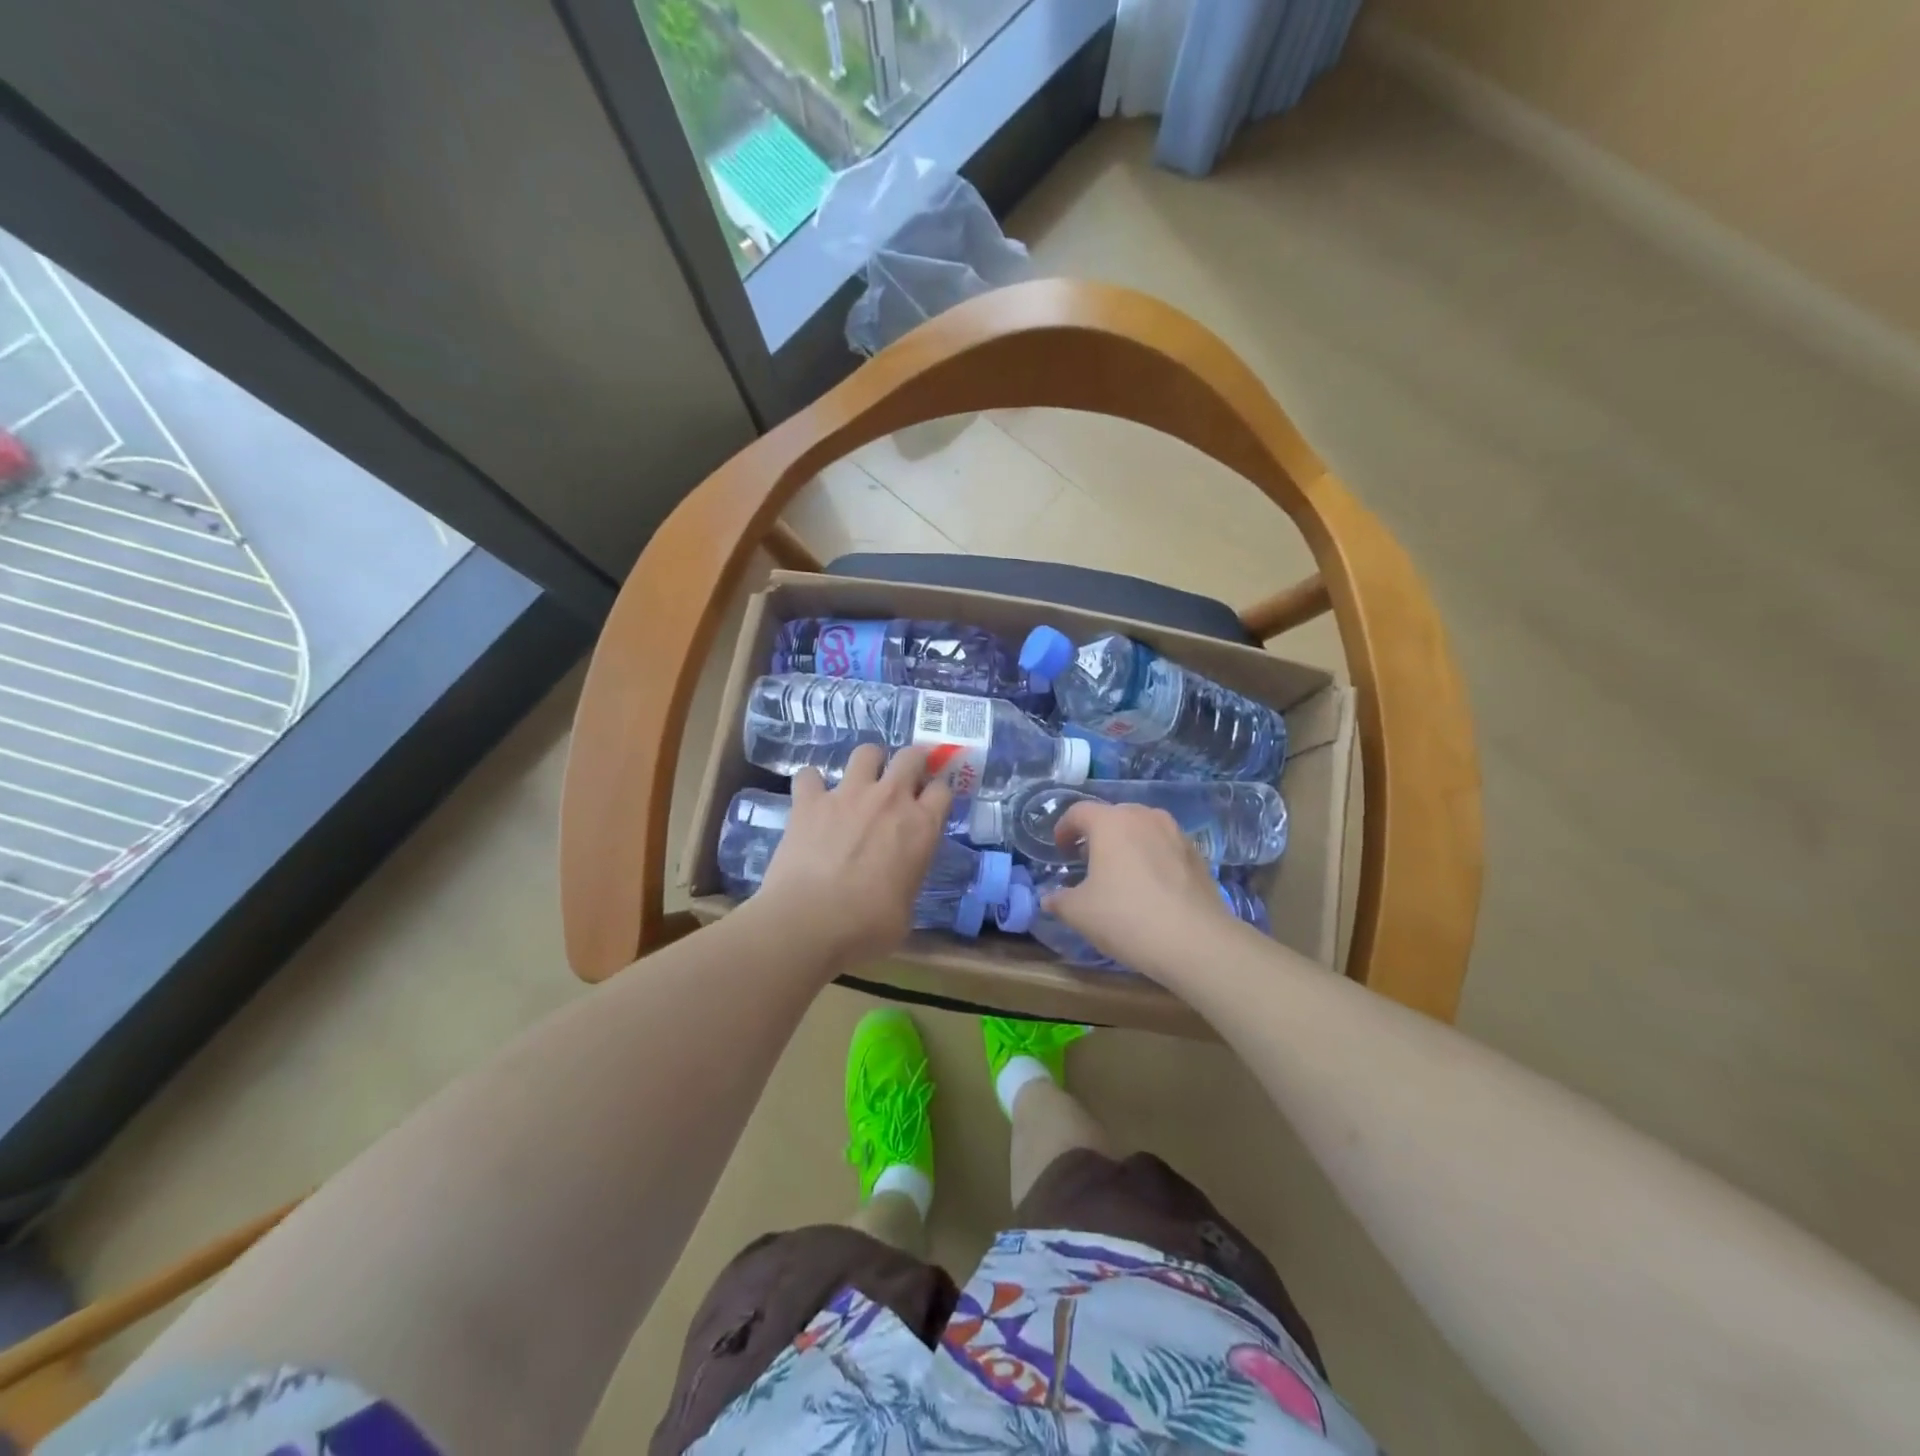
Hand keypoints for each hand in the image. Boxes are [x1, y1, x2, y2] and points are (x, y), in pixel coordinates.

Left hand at [748, 743, 953, 970]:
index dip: (939, 792)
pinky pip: (810, 775)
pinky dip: (811, 784)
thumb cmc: (866, 928)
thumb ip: (907, 883)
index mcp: (921, 827)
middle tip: (904, 780)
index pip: (944, 789)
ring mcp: (848, 795)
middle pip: (911, 756)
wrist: (809, 923)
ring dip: (868, 763)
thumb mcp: (905, 913)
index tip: (932, 802)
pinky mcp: (809, 801)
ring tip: (861, 781)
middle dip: (912, 762)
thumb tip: (898, 884)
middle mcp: (890, 800)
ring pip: (866, 752)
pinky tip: (811, 799)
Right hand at [1045, 802, 1235, 977]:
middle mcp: (1144, 817)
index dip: (1064, 828)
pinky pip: (1165, 846)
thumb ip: (1059, 900)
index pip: (1079, 812)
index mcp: (1111, 822)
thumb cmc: (1126, 917)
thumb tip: (1049, 899)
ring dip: (1127, 843)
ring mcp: (1176, 833)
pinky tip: (1151, 886)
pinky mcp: (1197, 854)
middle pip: (1113, 816)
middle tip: (1088, 861)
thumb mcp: (1079, 913)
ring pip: (1143, 829)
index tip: (1060, 849)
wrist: (1195, 941)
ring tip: (1121, 872)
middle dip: (1097, 834)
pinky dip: (1152, 857)